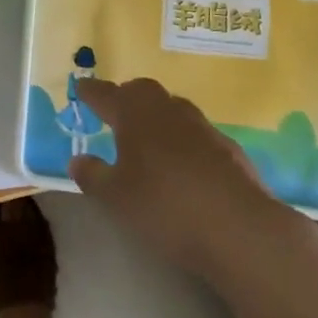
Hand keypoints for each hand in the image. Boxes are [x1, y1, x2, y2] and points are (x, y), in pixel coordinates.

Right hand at [69, 77, 302, 285]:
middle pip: (142, 92)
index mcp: (134, 112)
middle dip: (126, 99)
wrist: (239, 229)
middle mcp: (167, 109)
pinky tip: (182, 167)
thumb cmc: (164, 206)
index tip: (81, 88)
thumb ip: (92, 175)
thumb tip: (77, 159)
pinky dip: (183, 143)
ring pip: (172, 110)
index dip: (90, 92)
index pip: (105, 93)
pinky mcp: (229, 149)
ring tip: (147, 141)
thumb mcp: (115, 197)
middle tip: (114, 115)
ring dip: (157, 119)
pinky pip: (196, 136)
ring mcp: (202, 126)